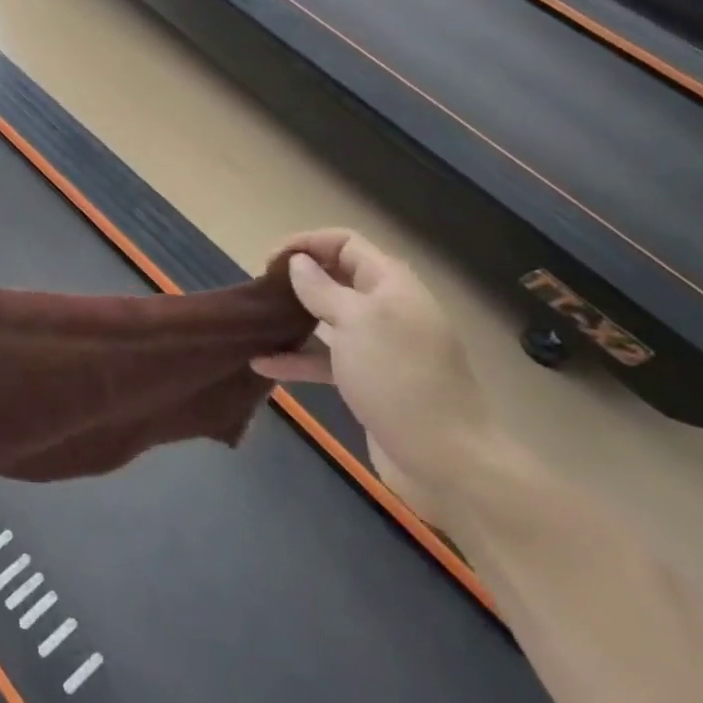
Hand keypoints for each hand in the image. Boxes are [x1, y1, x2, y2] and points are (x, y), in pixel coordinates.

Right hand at [253, 229, 492, 522]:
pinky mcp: (369, 380)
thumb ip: (321, 289)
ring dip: (294, 318)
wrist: (445, 460)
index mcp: (391, 284)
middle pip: (336, 277)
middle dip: (298, 278)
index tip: (269, 261)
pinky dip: (297, 358)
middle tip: (261, 289)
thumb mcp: (356, 322)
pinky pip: (326, 358)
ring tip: (257, 322)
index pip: (345, 243)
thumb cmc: (398, 377)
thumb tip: (298, 262)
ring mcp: (379, 347)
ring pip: (328, 319)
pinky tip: (263, 364)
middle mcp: (387, 309)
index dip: (307, 243)